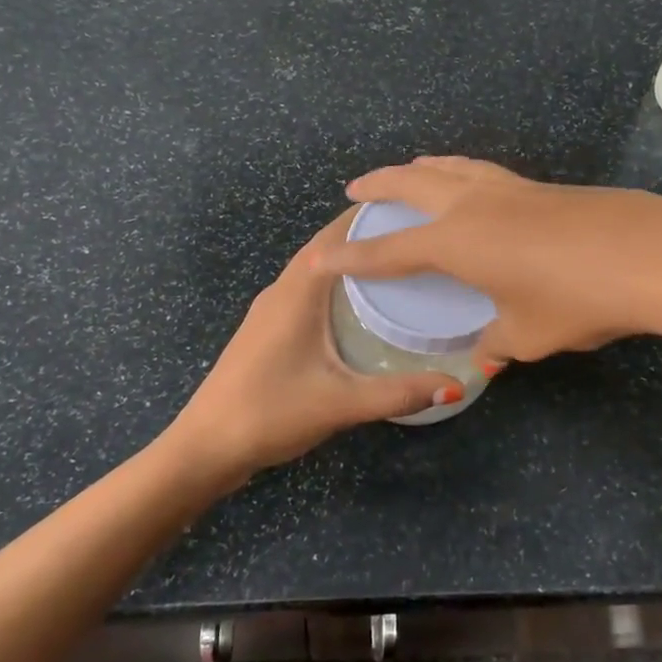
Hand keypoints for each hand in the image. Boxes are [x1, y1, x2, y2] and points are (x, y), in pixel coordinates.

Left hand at [163, 213, 461, 486]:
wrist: (205, 448)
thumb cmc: (270, 413)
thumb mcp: (340, 403)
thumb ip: (399, 393)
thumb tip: (456, 386)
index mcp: (296, 292)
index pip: (335, 236)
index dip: (370, 218)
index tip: (413, 213)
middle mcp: (281, 291)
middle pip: (326, 249)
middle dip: (366, 239)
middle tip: (416, 241)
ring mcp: (269, 312)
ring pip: (314, 272)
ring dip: (349, 263)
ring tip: (396, 268)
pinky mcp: (266, 332)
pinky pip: (307, 294)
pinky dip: (334, 288)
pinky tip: (359, 309)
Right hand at [321, 156, 661, 361]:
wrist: (653, 253)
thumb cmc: (579, 298)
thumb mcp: (531, 334)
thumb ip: (497, 344)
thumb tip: (483, 356)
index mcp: (457, 242)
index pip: (390, 251)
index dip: (353, 258)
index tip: (321, 259)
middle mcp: (473, 205)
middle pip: (413, 184)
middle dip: (379, 186)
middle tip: (355, 189)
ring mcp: (509, 188)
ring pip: (451, 167)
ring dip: (421, 168)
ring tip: (408, 170)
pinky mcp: (541, 185)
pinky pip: (482, 171)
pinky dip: (459, 170)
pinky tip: (471, 181)